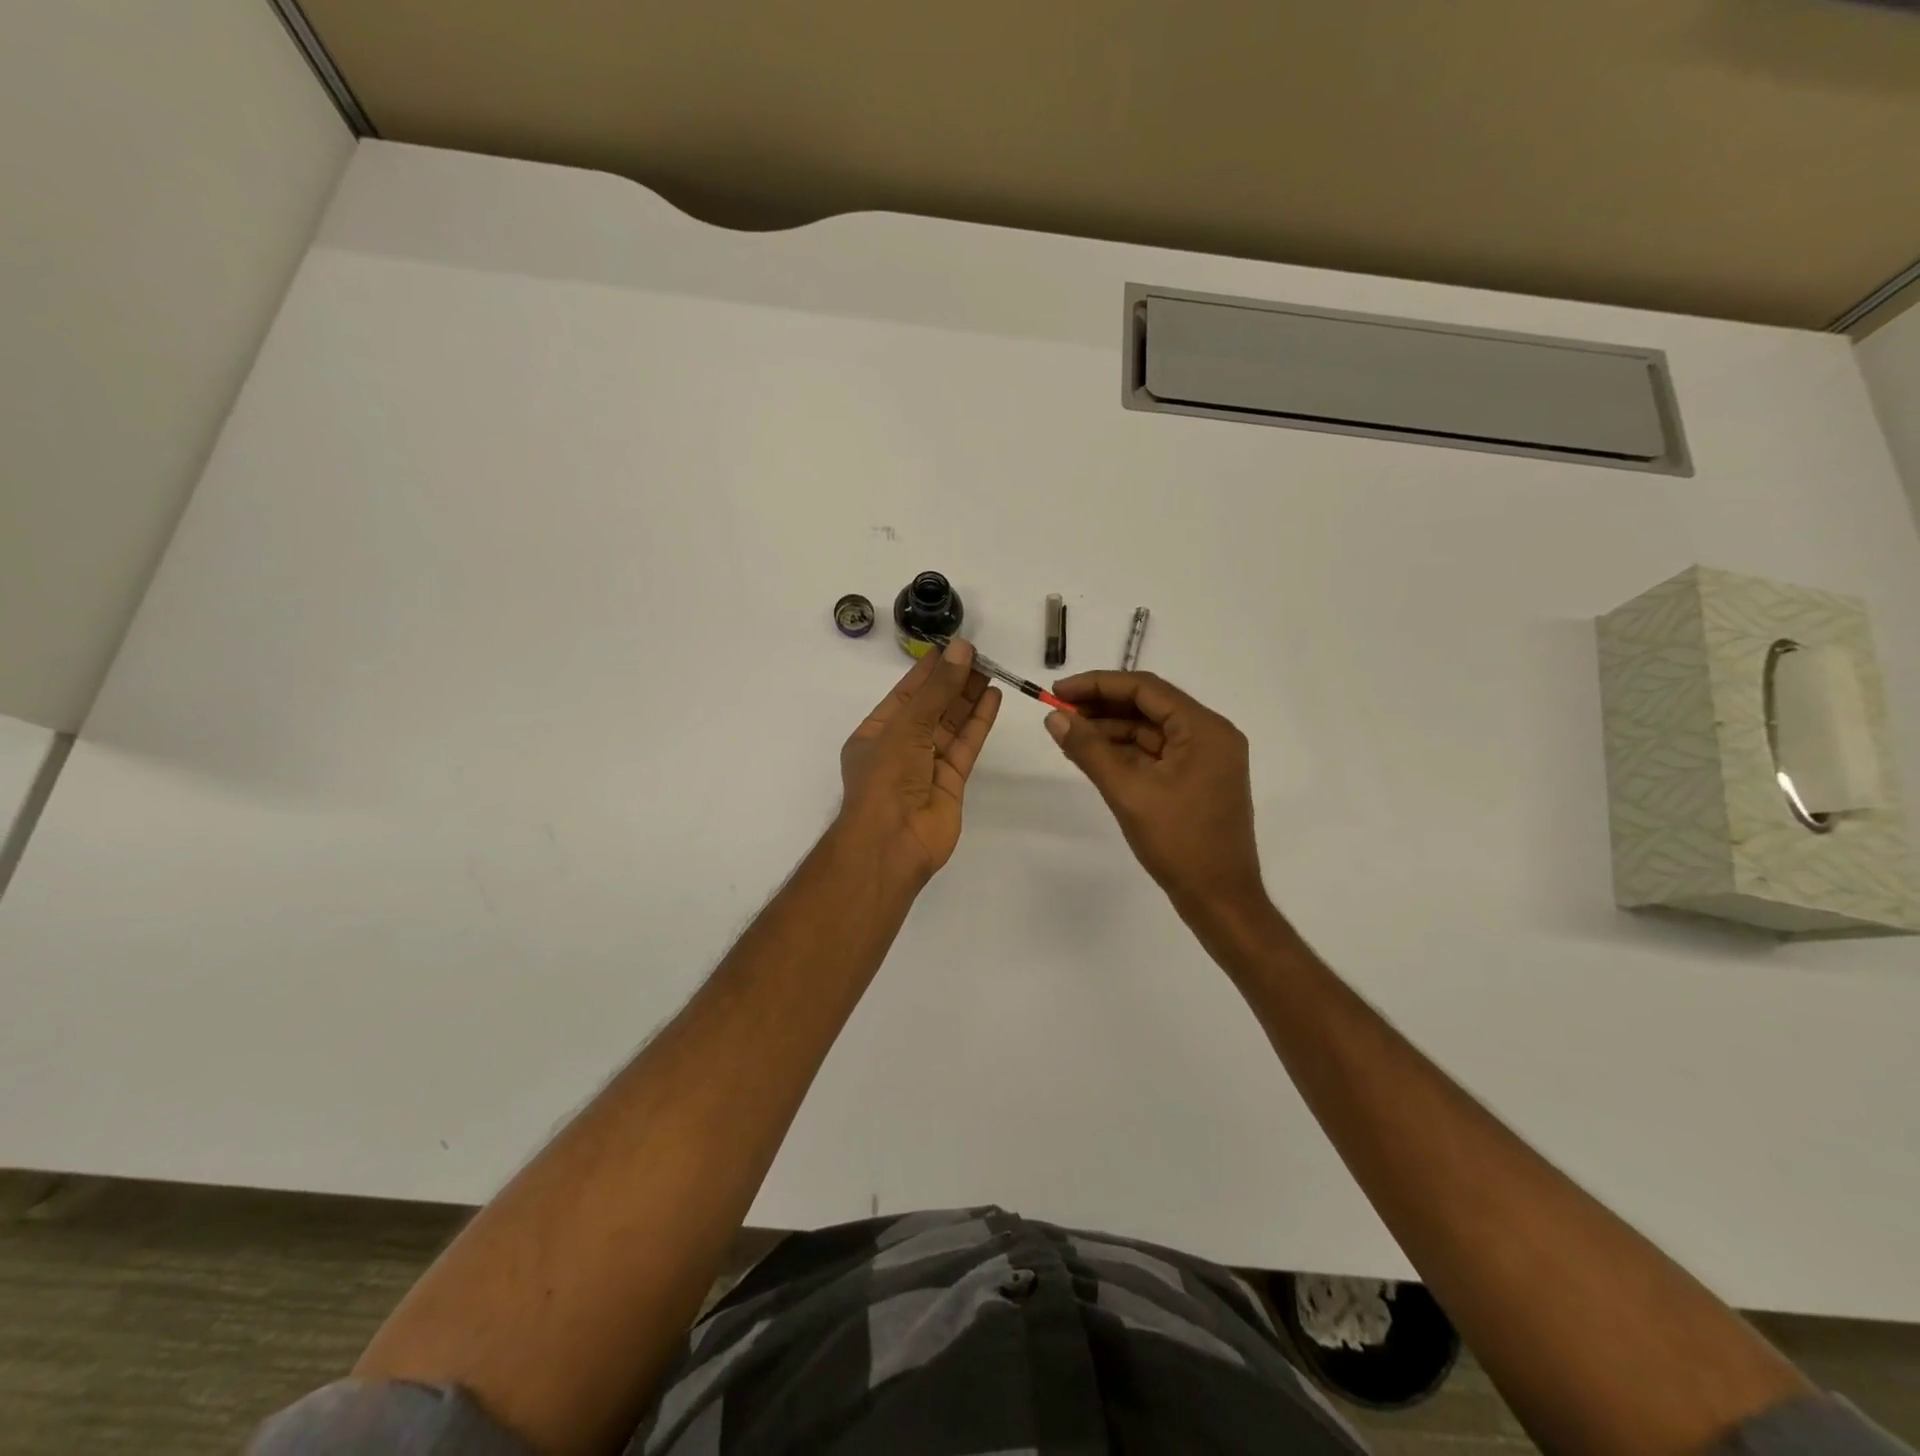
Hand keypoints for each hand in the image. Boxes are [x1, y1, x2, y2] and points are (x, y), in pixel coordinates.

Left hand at [838, 640, 1001, 884]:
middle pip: (931, 708)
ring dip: (969, 699)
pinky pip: (966, 746)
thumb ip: (938, 690)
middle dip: (952, 682)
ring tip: (991, 670)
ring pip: (951, 725)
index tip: (952, 648)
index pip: (906, 694)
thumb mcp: (907, 726)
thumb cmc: (886, 778)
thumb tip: (962, 650)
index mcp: (876, 734)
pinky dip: (979, 722)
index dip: (929, 670)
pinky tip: (993, 698)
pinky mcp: (951, 782)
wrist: (893, 842)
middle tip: (979, 655)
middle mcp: (900, 747)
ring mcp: (927, 766)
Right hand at [1045, 671, 1265, 921]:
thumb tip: (1054, 717)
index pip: (1145, 688)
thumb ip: (1089, 750)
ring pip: (1150, 731)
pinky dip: (1125, 752)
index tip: (1058, 692)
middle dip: (1102, 707)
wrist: (1220, 899)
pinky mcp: (1197, 780)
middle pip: (1148, 706)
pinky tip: (1094, 756)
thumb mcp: (1128, 792)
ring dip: (1111, 730)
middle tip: (1058, 713)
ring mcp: (1205, 759)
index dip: (1097, 685)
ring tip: (1068, 734)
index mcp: (1204, 729)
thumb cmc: (1179, 843)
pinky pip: (1156, 754)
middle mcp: (1210, 735)